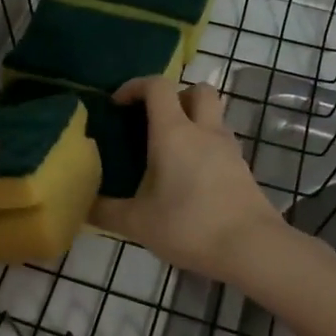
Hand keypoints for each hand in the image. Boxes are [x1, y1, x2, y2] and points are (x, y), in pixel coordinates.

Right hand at [90, 78, 285, 282]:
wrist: (252, 248)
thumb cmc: (189, 225)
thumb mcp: (138, 223)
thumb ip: (106, 211)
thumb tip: (83, 205)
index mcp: (174, 132)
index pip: (157, 86)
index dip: (135, 86)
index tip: (118, 105)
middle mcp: (204, 131)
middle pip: (197, 90)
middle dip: (175, 96)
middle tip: (155, 121)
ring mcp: (229, 148)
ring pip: (213, 116)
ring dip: (193, 122)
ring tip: (170, 153)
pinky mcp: (243, 169)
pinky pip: (221, 143)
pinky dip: (205, 148)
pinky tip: (190, 178)